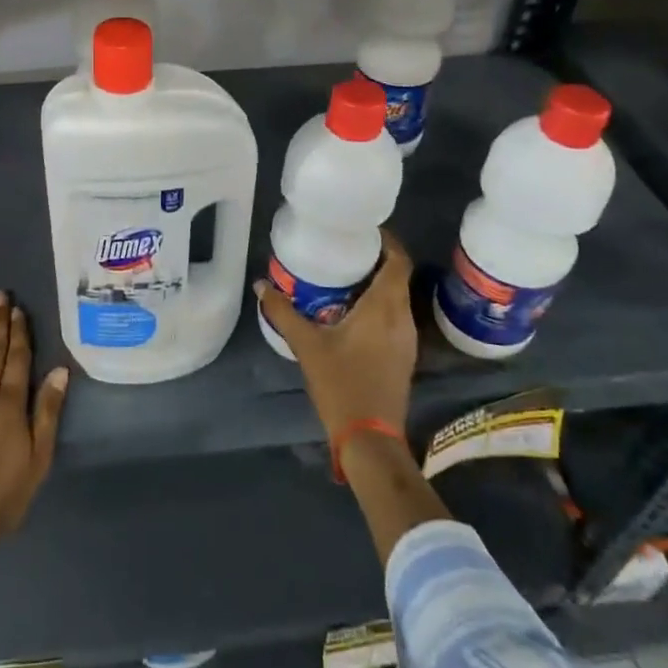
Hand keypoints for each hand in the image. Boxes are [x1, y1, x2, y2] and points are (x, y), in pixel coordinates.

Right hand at [256, 232, 416, 441]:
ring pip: (396, 298)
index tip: (363, 230)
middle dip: (375, 259)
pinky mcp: (403, 355)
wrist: (370, 437)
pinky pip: (394, 317)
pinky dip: (378, 305)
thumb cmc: (341, 384)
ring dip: (377, 283)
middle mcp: (402, 318)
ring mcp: (407, 339)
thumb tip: (261, 285)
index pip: (399, 261)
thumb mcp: (307, 345)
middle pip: (397, 276)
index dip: (387, 241)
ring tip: (344, 275)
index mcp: (385, 307)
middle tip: (344, 249)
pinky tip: (351, 311)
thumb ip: (283, 312)